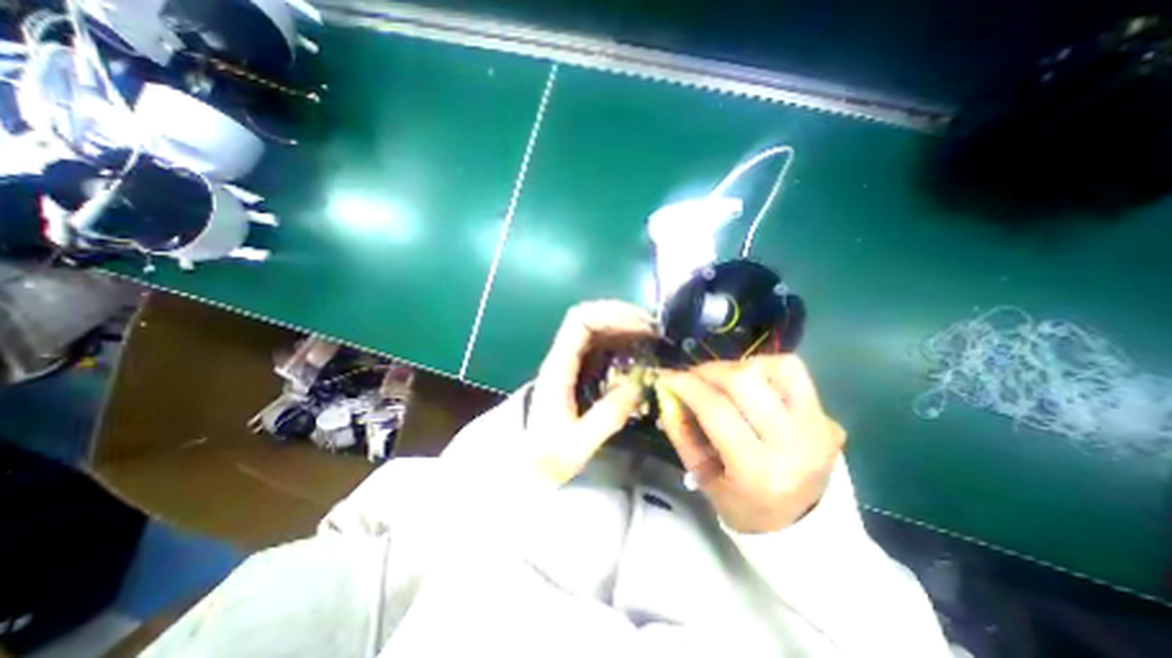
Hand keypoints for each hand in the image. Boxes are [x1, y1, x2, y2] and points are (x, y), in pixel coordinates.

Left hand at [525, 301, 654, 486]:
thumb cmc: (549, 456)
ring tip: (651, 339)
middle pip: (588, 318)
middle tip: (653, 332)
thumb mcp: (578, 444)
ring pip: (596, 329)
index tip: (641, 326)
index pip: (579, 322)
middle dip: (622, 317)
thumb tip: (639, 384)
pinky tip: (638, 353)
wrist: (529, 466)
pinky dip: (621, 342)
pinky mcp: (578, 370)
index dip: (610, 314)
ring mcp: (570, 362)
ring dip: (624, 327)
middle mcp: (562, 357)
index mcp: (558, 368)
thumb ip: (607, 416)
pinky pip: (600, 345)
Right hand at [657, 354, 842, 534]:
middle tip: (692, 377)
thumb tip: (667, 392)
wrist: (803, 524)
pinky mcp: (828, 415)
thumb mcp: (702, 475)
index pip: (716, 410)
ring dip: (738, 366)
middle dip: (709, 371)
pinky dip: (764, 367)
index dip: (686, 385)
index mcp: (757, 471)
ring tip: (722, 380)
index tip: (667, 376)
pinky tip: (750, 383)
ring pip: (775, 367)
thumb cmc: (743, 504)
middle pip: (744, 381)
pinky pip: (793, 372)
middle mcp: (793, 444)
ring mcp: (818, 426)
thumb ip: (681, 432)